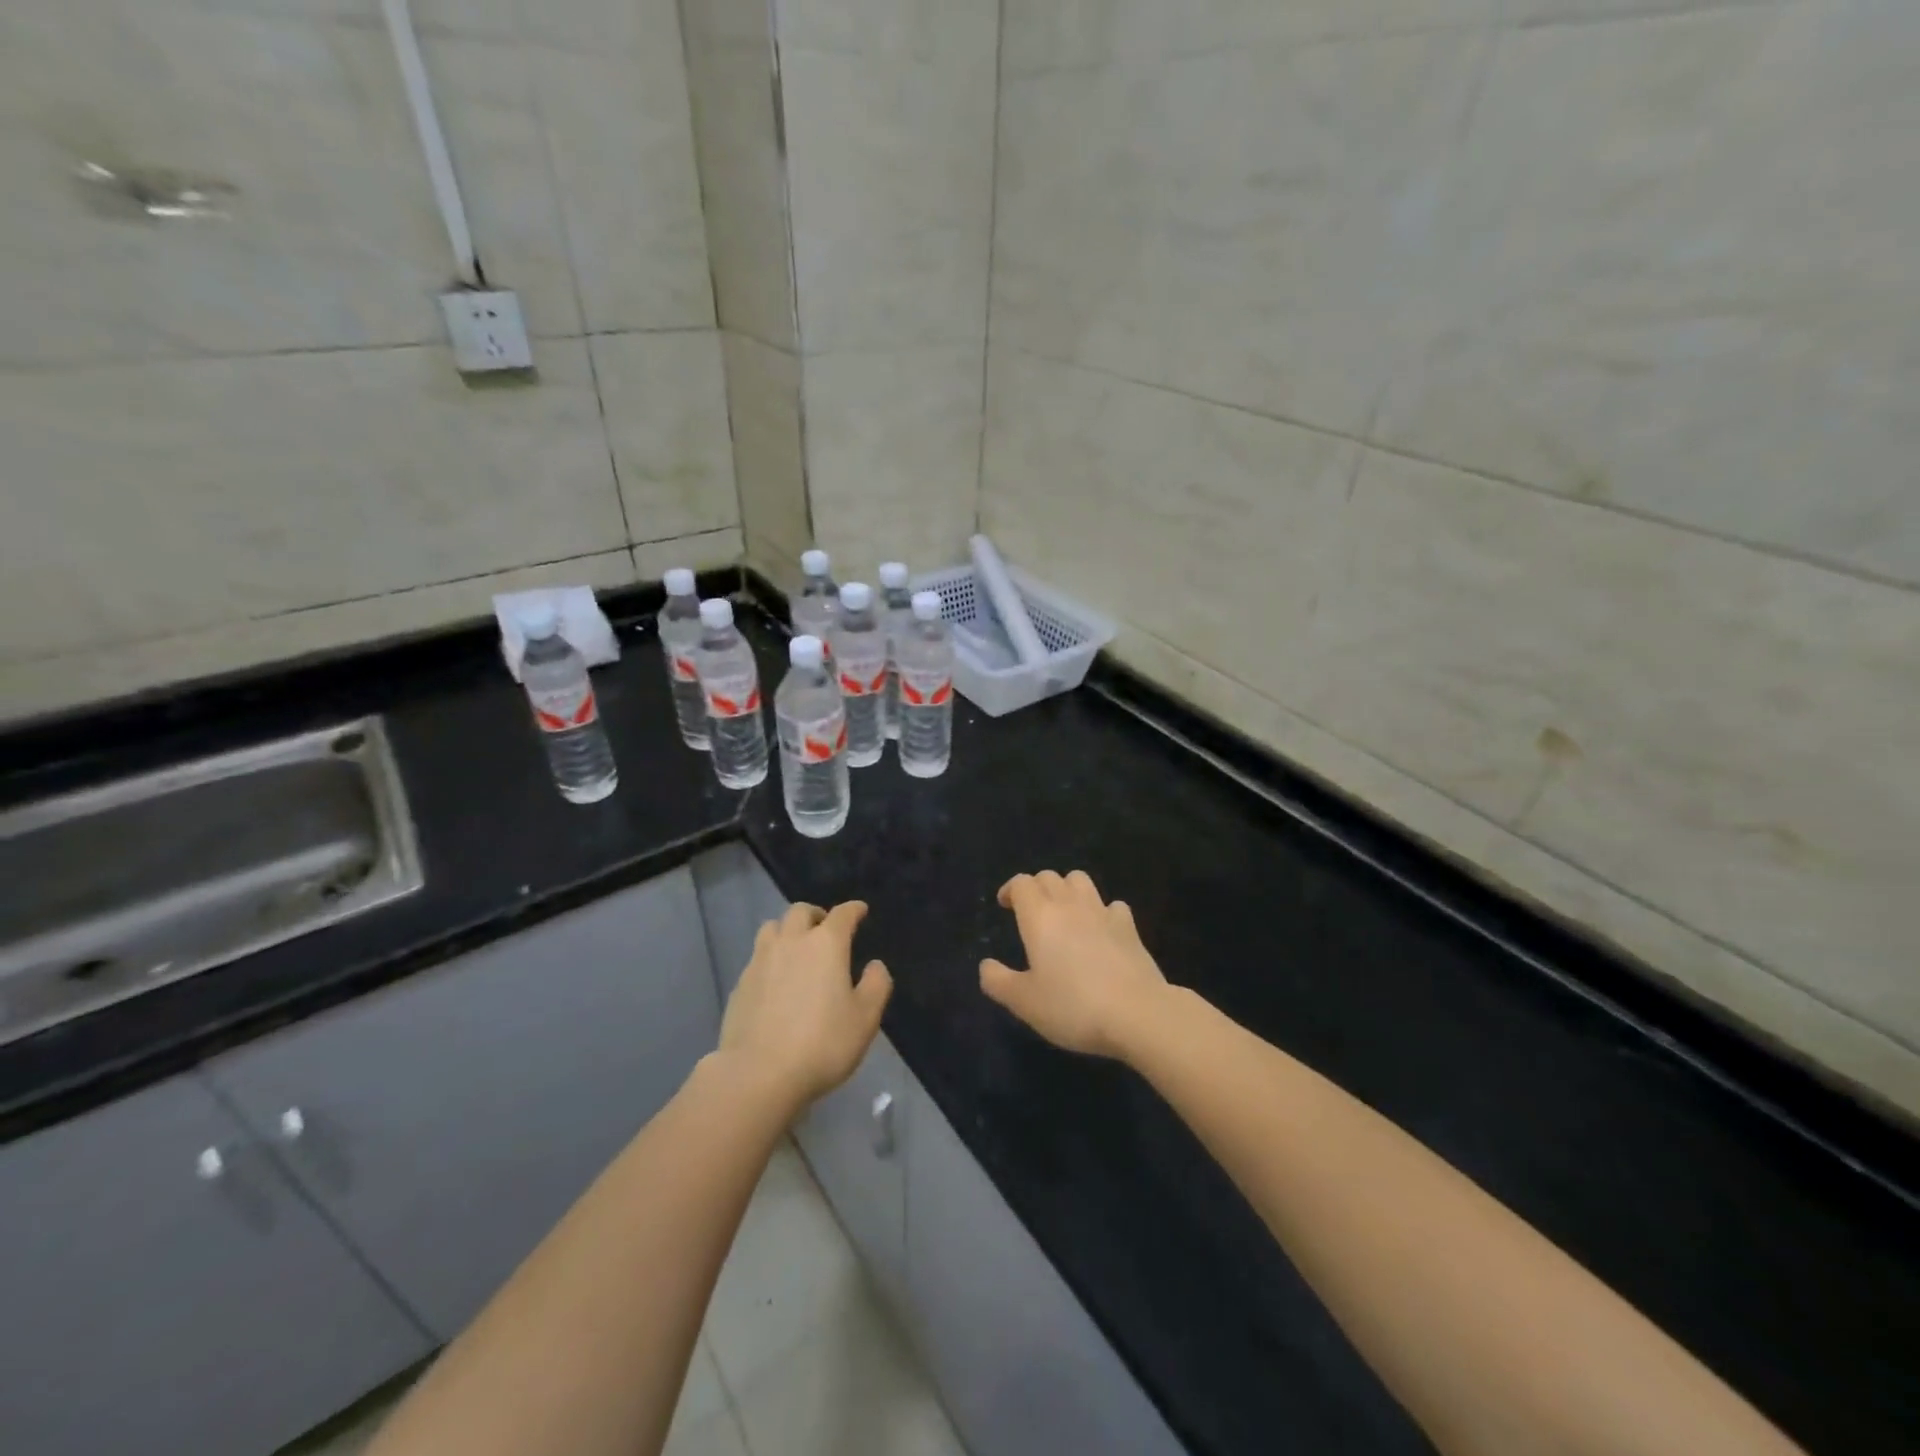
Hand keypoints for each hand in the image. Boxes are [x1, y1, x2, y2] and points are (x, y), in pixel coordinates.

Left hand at [717, 901, 891, 1110]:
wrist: (759, 1074)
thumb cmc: (822, 1043)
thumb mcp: (865, 1019)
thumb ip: (876, 985)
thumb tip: (875, 965)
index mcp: (826, 944)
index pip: (842, 914)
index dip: (854, 909)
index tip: (860, 910)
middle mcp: (791, 942)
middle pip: (800, 911)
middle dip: (816, 914)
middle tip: (825, 928)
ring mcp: (760, 961)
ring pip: (772, 928)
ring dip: (787, 930)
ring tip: (796, 948)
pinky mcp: (740, 984)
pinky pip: (757, 958)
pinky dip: (770, 959)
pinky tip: (774, 980)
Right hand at [979, 871, 1169, 1058]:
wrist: (1137, 1014)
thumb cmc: (1073, 1006)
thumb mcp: (1024, 1002)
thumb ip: (998, 981)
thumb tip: (986, 965)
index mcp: (1040, 917)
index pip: (1022, 883)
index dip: (1011, 890)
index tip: (1005, 906)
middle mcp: (1069, 905)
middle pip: (1049, 876)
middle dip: (1036, 887)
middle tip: (1031, 912)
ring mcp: (1103, 912)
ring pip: (1080, 880)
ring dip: (1067, 889)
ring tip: (1064, 913)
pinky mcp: (1129, 927)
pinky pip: (1111, 905)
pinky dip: (1101, 911)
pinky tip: (1101, 930)